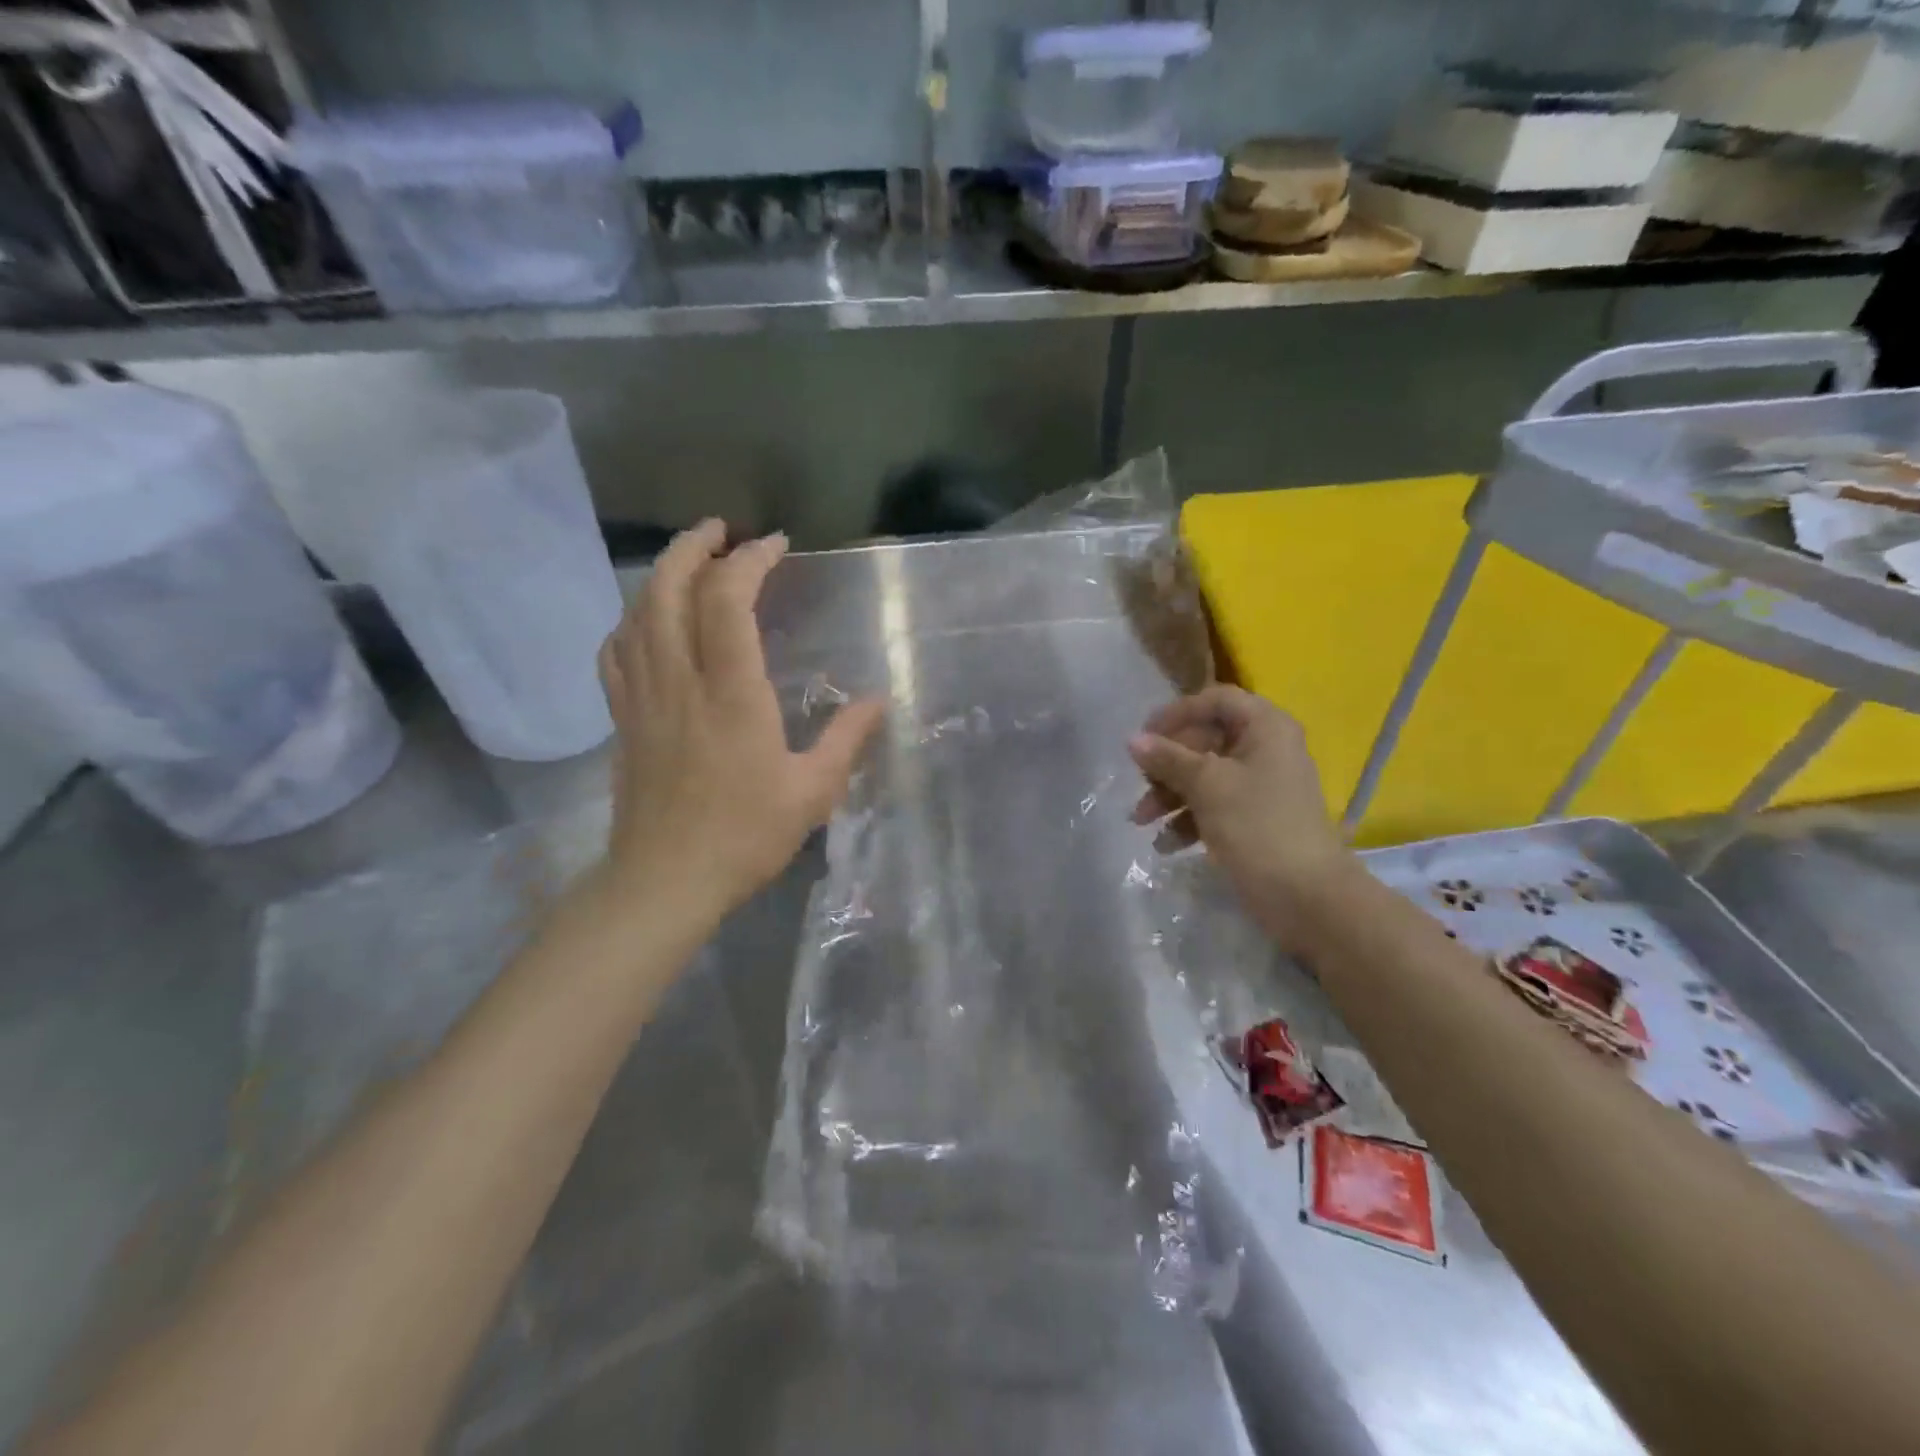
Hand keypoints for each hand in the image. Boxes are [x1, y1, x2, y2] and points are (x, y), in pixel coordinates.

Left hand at [598, 520, 885, 920]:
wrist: (665, 880)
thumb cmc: (744, 836)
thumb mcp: (813, 792)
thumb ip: (846, 739)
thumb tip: (878, 699)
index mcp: (731, 693)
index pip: (728, 601)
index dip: (749, 561)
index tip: (775, 545)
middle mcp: (680, 681)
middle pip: (668, 590)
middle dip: (693, 547)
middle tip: (721, 531)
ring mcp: (643, 697)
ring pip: (637, 613)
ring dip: (661, 574)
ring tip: (688, 560)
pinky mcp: (623, 718)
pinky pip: (615, 652)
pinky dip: (630, 620)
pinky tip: (646, 621)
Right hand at [1128, 685, 1358, 950]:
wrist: (1307, 896)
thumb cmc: (1258, 826)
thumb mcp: (1207, 785)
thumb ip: (1168, 758)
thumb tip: (1133, 740)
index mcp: (1265, 727)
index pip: (1215, 700)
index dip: (1177, 713)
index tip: (1145, 737)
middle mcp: (1266, 749)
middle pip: (1205, 740)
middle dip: (1167, 764)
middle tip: (1141, 784)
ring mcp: (1261, 786)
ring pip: (1205, 776)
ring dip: (1170, 795)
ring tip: (1142, 821)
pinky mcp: (1255, 819)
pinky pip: (1214, 805)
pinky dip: (1188, 819)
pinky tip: (1166, 844)